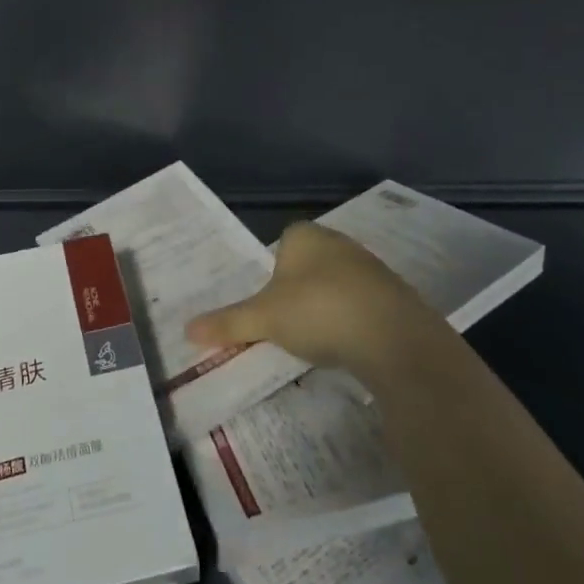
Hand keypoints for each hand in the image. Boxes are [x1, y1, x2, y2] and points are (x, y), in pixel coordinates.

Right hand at [186, 221, 438, 383]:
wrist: (395, 339)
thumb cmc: (319, 311)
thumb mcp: (264, 319)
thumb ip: (228, 322)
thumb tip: (186, 329)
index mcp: (306, 236)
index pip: (284, 242)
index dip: (273, 270)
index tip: (268, 300)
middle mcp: (341, 243)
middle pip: (311, 264)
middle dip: (299, 289)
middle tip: (285, 322)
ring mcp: (373, 269)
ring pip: (339, 284)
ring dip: (328, 306)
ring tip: (316, 339)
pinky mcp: (398, 297)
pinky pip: (365, 305)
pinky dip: (354, 322)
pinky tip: (349, 346)